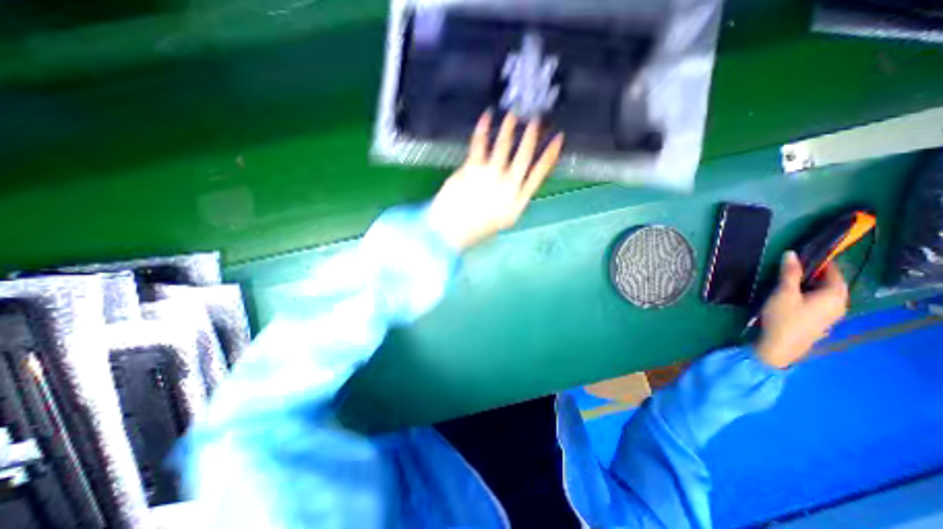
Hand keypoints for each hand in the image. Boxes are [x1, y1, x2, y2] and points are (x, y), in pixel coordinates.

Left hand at [430, 110, 566, 250]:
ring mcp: (490, 176)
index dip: (550, 155)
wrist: (452, 231)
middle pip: (524, 155)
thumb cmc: (477, 228)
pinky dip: (483, 129)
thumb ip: (513, 199)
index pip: (540, 173)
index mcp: (518, 200)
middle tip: (537, 118)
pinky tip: (487, 117)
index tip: (558, 138)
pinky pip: (479, 144)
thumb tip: (516, 180)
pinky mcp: (472, 168)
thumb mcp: (504, 219)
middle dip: (533, 135)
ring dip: (510, 127)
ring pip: (504, 146)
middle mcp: (508, 185)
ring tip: (514, 114)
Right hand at [757, 250, 851, 366]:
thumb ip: (788, 273)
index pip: (834, 272)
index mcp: (834, 295)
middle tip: (791, 268)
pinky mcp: (820, 321)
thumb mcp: (783, 293)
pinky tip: (791, 298)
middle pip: (830, 283)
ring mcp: (831, 315)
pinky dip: (808, 295)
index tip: (801, 256)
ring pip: (824, 294)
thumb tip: (791, 253)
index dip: (820, 262)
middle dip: (813, 274)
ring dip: (809, 285)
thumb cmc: (783, 317)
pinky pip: (818, 302)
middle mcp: (839, 304)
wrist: (781, 345)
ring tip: (788, 282)